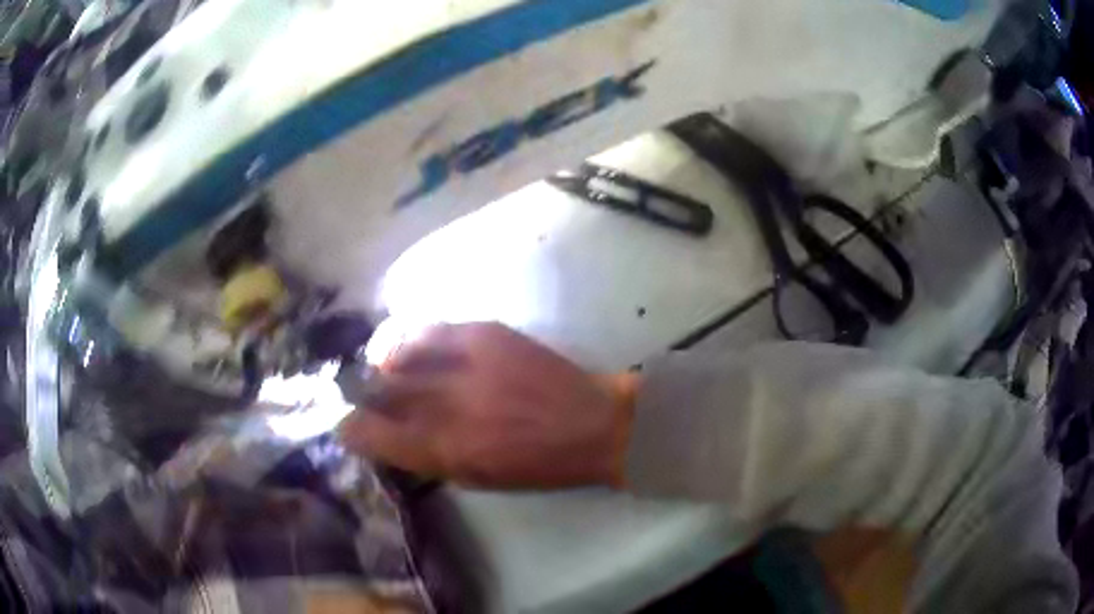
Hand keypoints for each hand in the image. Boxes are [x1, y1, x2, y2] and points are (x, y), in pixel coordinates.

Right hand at [339, 322, 636, 489]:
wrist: (593, 424)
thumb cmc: (537, 465)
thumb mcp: (477, 478)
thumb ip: (427, 458)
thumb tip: (390, 438)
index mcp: (446, 450)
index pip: (374, 435)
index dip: (352, 429)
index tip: (347, 425)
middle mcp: (448, 405)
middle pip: (381, 390)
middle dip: (362, 393)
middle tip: (360, 393)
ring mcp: (466, 364)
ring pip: (400, 354)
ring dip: (384, 362)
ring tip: (383, 366)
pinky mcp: (486, 334)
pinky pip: (432, 330)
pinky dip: (414, 339)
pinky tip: (413, 346)